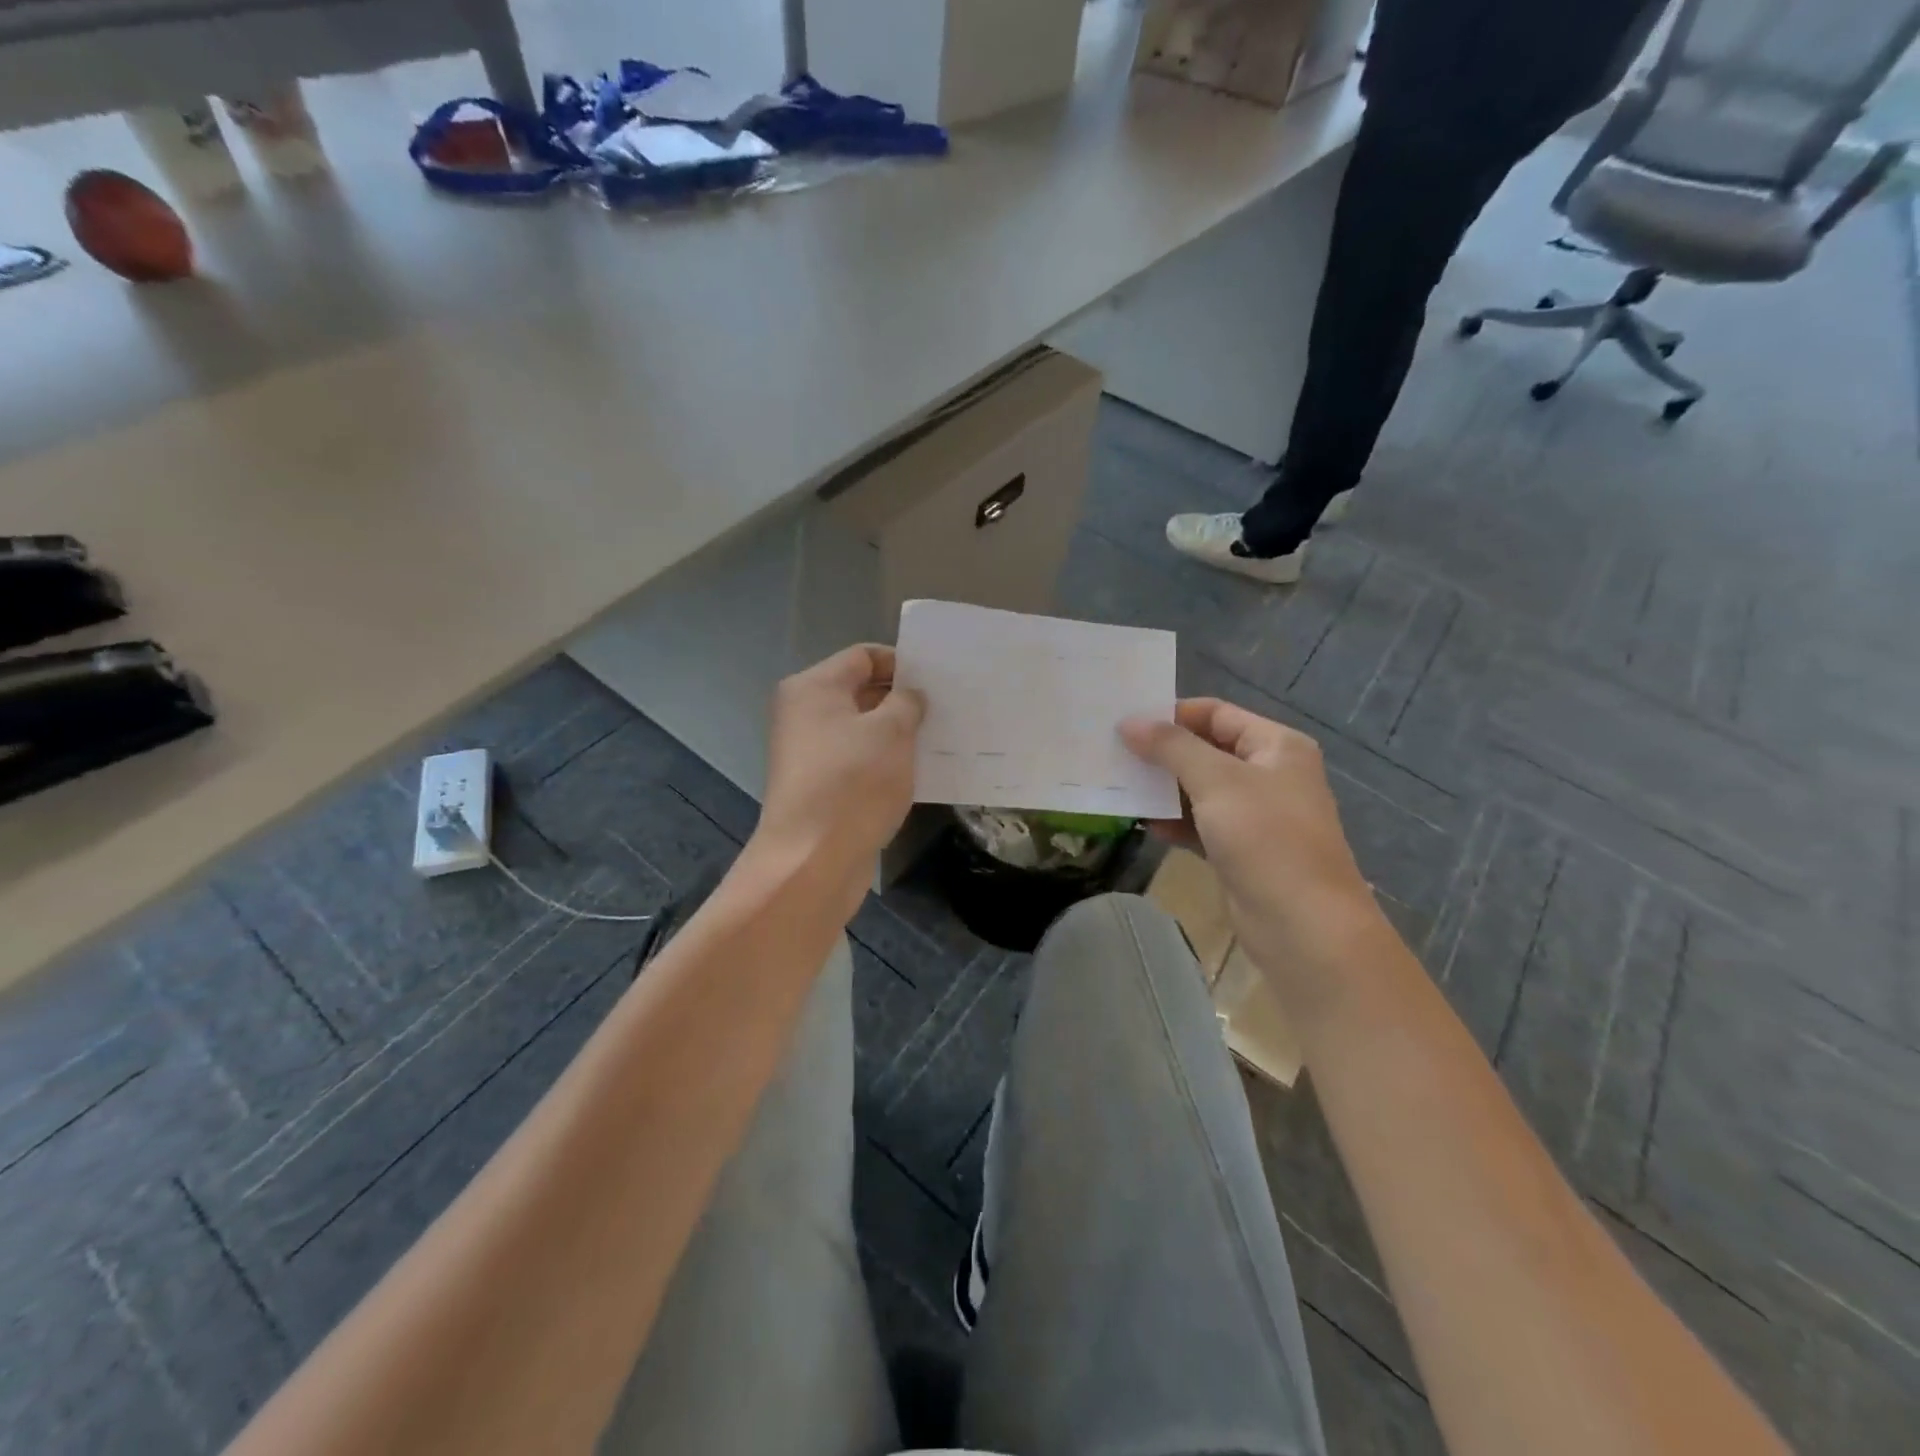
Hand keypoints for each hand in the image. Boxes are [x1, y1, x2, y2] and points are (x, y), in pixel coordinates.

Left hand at [753, 645, 924, 901]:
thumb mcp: (891, 732)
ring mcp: (810, 753)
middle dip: (903, 699)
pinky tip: (919, 771)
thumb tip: (910, 695)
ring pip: (863, 730)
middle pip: (861, 691)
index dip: (902, 663)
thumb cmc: (852, 784)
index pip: (864, 656)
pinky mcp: (820, 786)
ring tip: (941, 739)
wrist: (811, 862)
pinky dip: (885, 762)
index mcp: (813, 688)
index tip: (938, 681)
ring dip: (898, 734)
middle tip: (947, 709)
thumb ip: (907, 702)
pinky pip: (859, 761)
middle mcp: (804, 714)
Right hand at [1121, 699, 1384, 1020]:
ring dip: (1164, 788)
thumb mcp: (1217, 781)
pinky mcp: (1241, 851)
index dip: (1172, 714)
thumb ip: (1171, 747)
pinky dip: (1174, 821)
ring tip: (1119, 784)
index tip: (1126, 721)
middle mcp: (1269, 774)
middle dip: (1162, 752)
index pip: (1216, 713)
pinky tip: (1144, 823)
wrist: (1303, 926)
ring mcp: (1256, 815)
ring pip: (1200, 790)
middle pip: (1206, 750)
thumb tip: (1129, 722)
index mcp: (1276, 746)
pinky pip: (1201, 824)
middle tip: (1113, 752)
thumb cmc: (1265, 838)